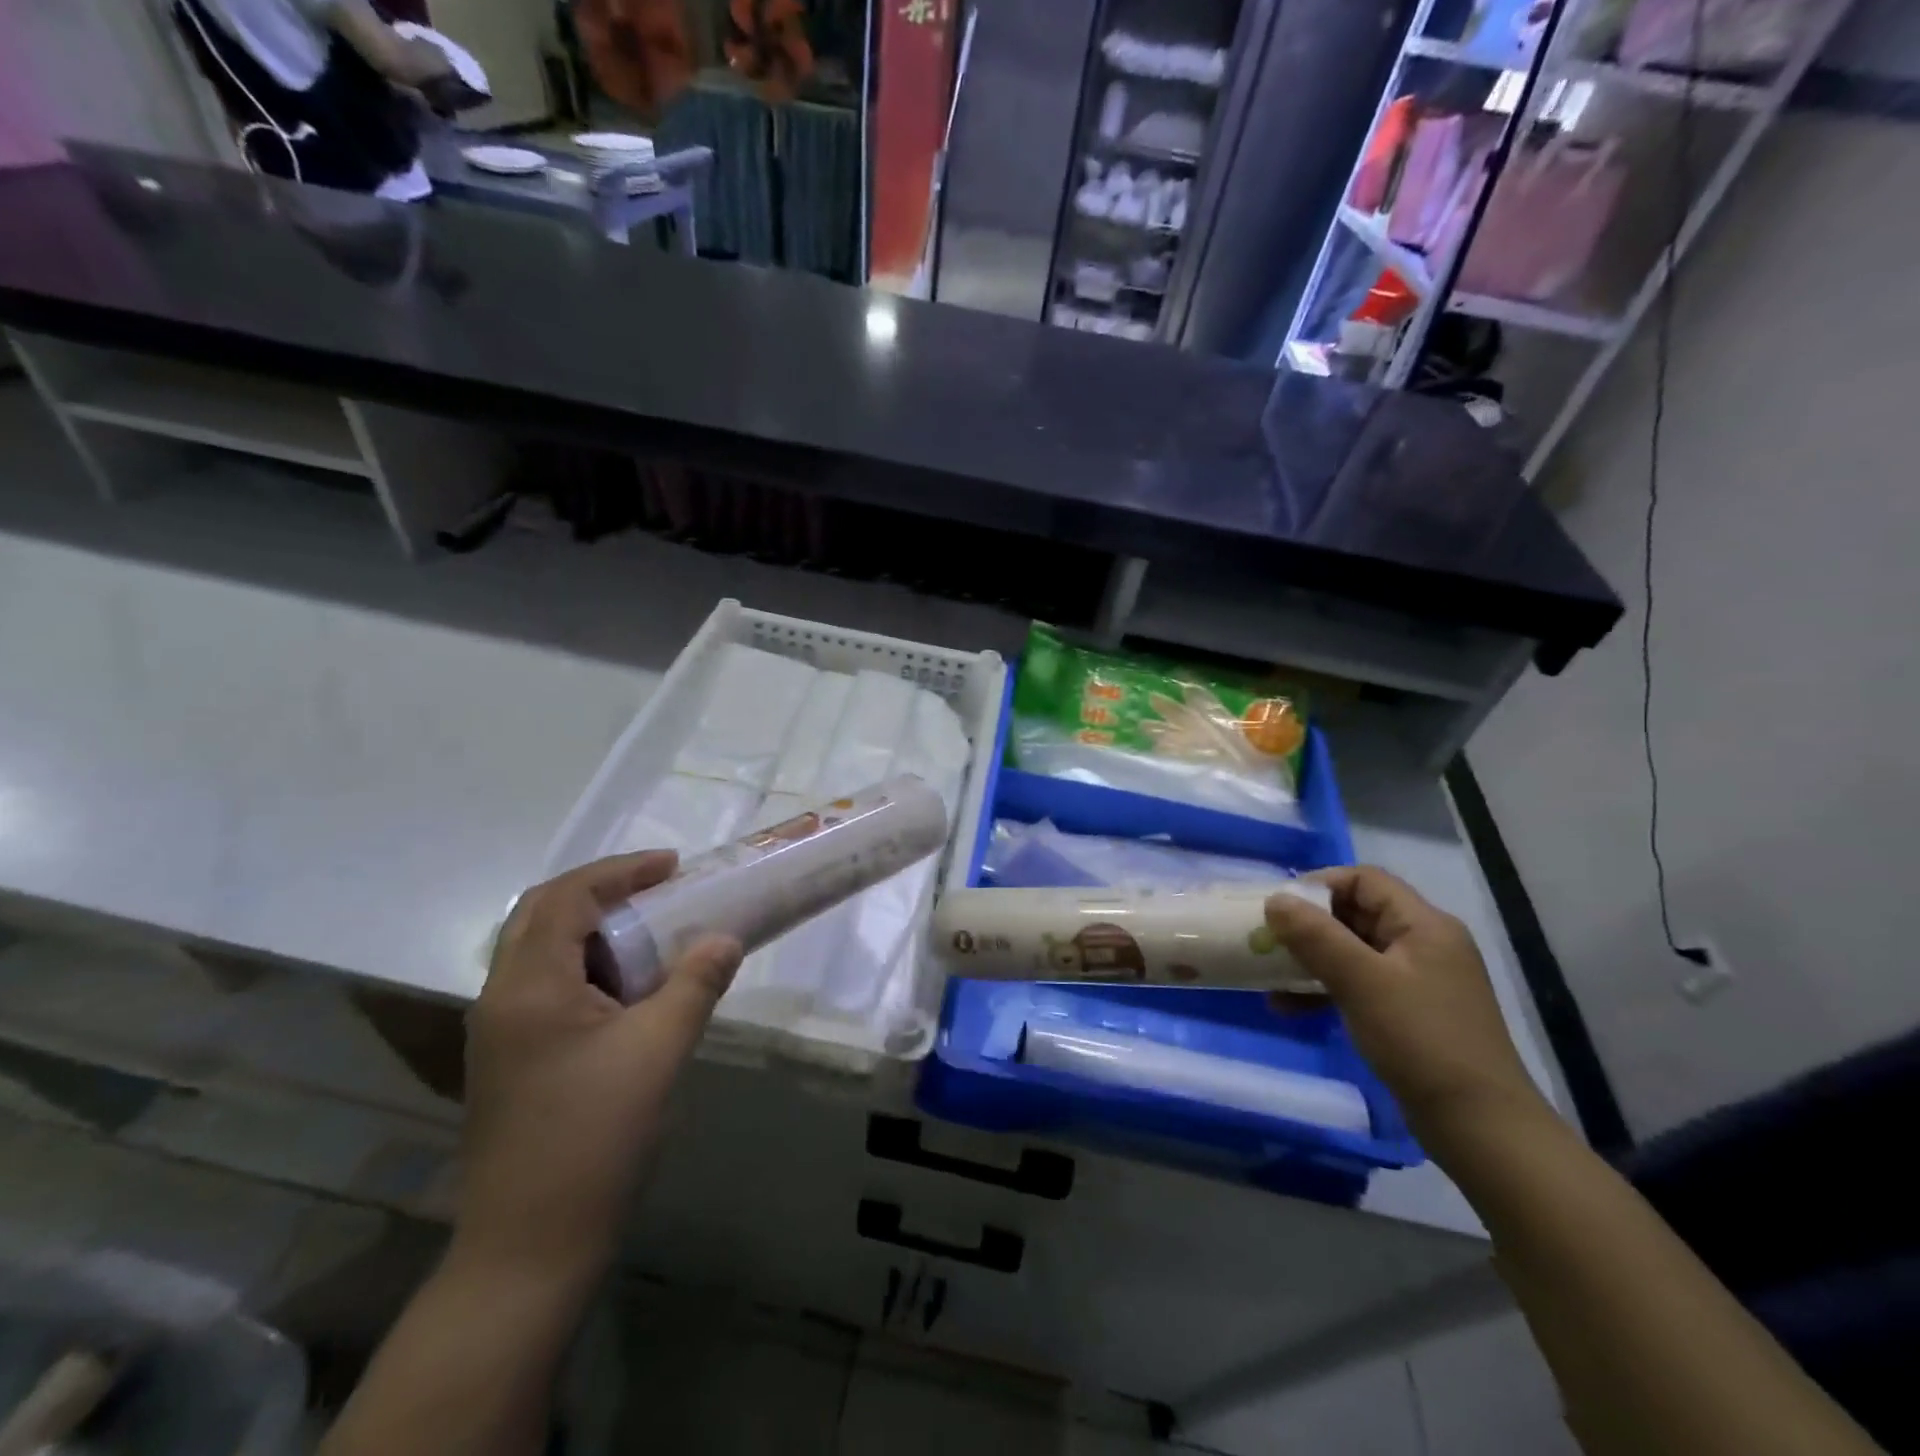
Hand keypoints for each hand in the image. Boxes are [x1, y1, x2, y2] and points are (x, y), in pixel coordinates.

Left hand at [457, 852, 741, 1287]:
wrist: (530, 1246)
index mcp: (529, 986)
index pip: (566, 897)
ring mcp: (499, 1031)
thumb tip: (726, 938)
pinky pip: (546, 984)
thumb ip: (695, 983)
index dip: (621, 872)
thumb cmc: (595, 1137)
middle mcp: (501, 997)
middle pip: (542, 914)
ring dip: (593, 927)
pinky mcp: (510, 1058)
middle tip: (658, 889)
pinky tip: (629, 987)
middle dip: (602, 891)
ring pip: (541, 950)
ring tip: (651, 930)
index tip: (673, 868)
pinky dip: (587, 964)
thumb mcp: (659, 1050)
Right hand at [1264, 867, 1544, 1138]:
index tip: (1279, 907)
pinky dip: (1324, 988)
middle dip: (1307, 925)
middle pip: (1356, 913)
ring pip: (1352, 951)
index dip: (1319, 885)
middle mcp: (1423, 944)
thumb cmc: (1421, 1040)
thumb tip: (1275, 899)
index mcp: (1424, 925)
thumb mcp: (1362, 981)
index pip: (1365, 880)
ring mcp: (1418, 981)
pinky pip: (1358, 984)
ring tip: (1270, 977)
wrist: (1480, 1127)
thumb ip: (1316, 936)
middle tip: (1266, 940)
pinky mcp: (1408, 1013)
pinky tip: (1288, 1007)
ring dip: (1310, 959)